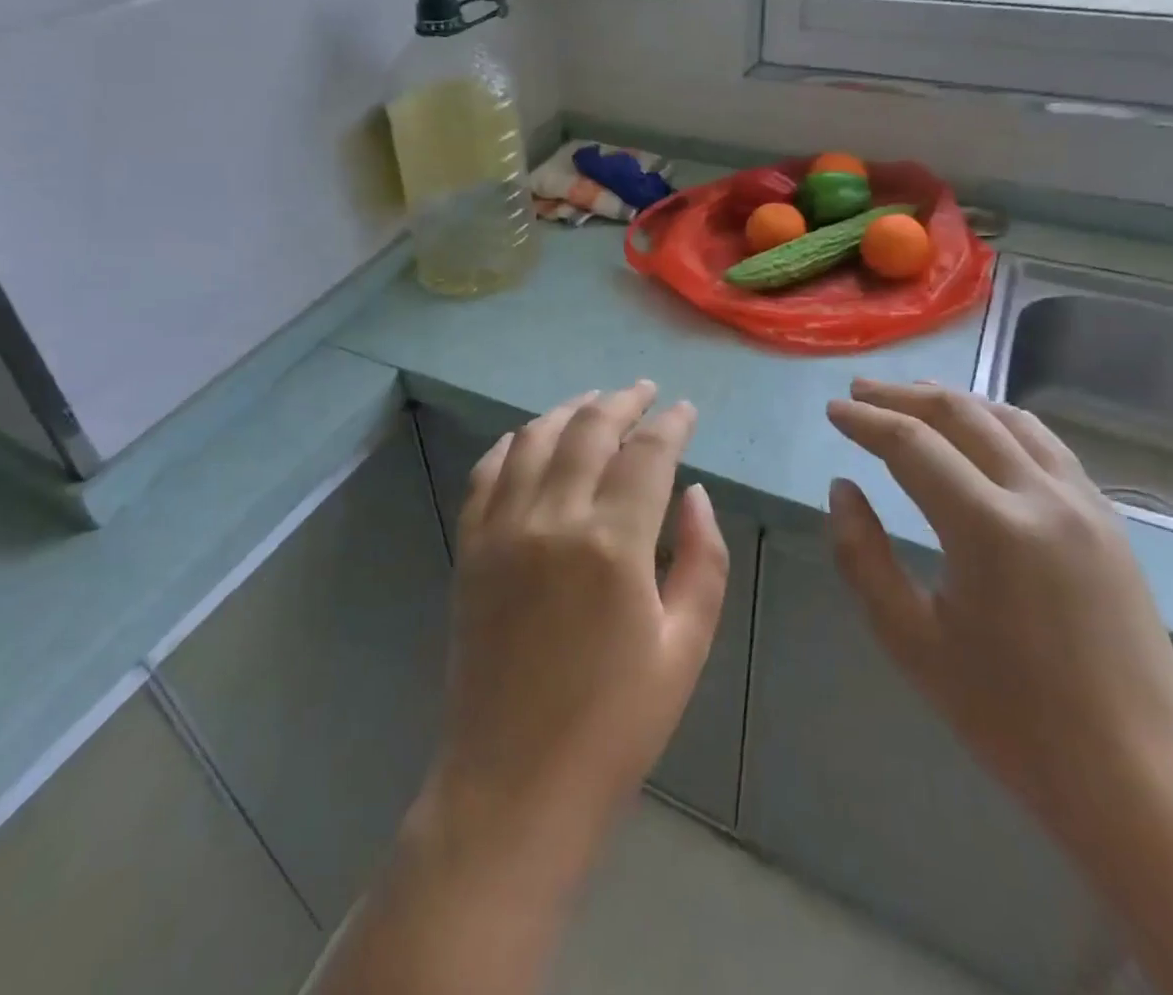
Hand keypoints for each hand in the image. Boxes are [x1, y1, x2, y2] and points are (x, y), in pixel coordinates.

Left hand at [426, 382, 729, 865]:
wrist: (514, 782)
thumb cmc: (615, 724)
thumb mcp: (685, 647)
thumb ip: (702, 559)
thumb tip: (695, 493)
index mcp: (613, 543)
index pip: (647, 453)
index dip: (670, 423)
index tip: (685, 410)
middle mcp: (553, 518)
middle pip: (588, 430)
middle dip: (622, 401)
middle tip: (644, 391)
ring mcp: (502, 529)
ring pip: (536, 439)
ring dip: (569, 410)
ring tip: (594, 401)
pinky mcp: (470, 547)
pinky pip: (488, 471)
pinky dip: (514, 443)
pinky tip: (531, 437)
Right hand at [826, 380, 1172, 852]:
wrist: (1136, 780)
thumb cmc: (1009, 717)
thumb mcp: (910, 640)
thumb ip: (863, 556)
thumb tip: (843, 489)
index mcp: (990, 528)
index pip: (912, 444)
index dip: (866, 421)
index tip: (833, 411)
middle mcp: (1042, 498)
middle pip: (962, 416)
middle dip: (904, 396)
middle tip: (860, 390)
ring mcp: (1086, 505)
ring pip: (1011, 420)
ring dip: (955, 401)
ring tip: (914, 397)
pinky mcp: (1110, 522)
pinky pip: (1047, 446)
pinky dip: (1001, 422)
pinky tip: (981, 432)